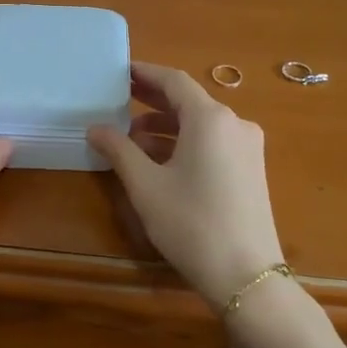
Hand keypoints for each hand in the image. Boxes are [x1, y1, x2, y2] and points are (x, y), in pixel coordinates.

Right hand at [87, 62, 286, 307]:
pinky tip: (159, 161)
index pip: (174, 81)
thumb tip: (95, 129)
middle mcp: (234, 123)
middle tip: (119, 98)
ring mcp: (247, 147)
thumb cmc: (191, 223)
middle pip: (189, 100)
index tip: (120, 71)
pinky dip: (185, 143)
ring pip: (200, 124)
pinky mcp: (251, 169)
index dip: (145, 73)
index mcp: (210, 118)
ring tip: (131, 139)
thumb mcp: (146, 185)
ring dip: (166, 126)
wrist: (247, 276)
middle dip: (153, 99)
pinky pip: (213, 142)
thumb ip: (119, 150)